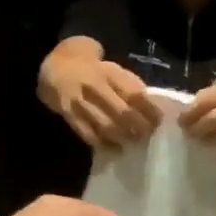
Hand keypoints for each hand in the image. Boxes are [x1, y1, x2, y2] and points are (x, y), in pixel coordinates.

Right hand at [47, 56, 161, 148]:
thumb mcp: (112, 69)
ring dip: (121, 136)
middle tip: (147, 135)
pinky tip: (111, 148)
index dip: (148, 108)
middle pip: (120, 110)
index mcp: (108, 72)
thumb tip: (151, 104)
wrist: (56, 67)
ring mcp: (79, 100)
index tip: (159, 120)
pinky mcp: (67, 114)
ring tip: (132, 143)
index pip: (133, 92)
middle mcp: (94, 85)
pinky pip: (85, 132)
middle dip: (137, 126)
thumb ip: (129, 84)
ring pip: (103, 124)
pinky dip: (100, 142)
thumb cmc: (92, 70)